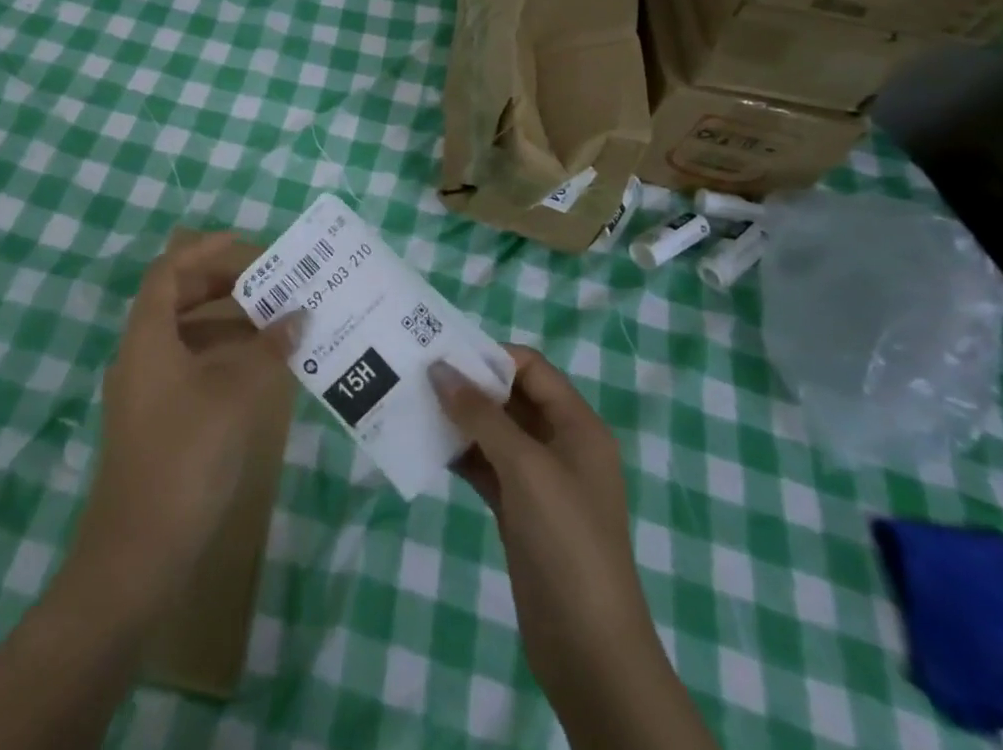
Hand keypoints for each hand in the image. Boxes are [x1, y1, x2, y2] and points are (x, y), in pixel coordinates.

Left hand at [67, 232, 287, 609]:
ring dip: (227, 322)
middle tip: (269, 281)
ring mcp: (145, 389)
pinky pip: (190, 366)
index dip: (205, 249)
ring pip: (186, 335)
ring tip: (274, 320)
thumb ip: (268, 350)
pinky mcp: (156, 420)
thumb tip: (298, 315)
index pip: (170, 270)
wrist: (136, 556)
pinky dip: (222, 356)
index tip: (247, 244)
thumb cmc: (184, 458)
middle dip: (222, 283)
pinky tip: (257, 369)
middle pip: (178, 298)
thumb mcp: (234, 396)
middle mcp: (140, 353)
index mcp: (147, 335)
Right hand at [434, 347, 714, 749]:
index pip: (532, 369)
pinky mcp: (519, 510)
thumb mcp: (525, 467)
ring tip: (413, 403)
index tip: (443, 353)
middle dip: (469, 385)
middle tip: (419, 373)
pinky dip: (460, 454)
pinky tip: (426, 445)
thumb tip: (440, 368)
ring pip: (494, 432)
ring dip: (459, 419)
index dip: (491, 356)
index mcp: (577, 426)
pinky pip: (486, 466)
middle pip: (511, 397)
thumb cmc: (566, 541)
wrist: (589, 648)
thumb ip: (481, 414)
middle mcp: (561, 445)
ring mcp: (539, 480)